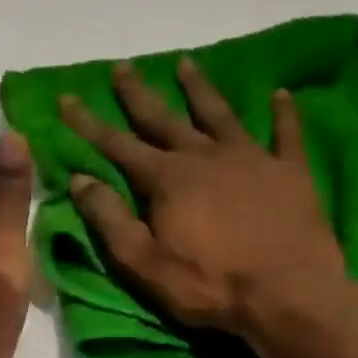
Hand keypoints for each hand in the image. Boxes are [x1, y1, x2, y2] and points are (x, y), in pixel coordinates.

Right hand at [61, 57, 357, 337]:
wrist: (287, 294)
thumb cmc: (208, 285)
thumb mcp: (143, 262)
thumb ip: (110, 219)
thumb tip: (80, 180)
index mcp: (167, 179)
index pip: (117, 144)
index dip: (88, 122)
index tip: (67, 97)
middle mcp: (205, 156)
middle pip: (164, 118)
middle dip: (138, 94)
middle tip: (123, 66)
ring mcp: (251, 159)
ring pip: (220, 114)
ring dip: (200, 89)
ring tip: (186, 63)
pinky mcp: (290, 172)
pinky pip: (286, 134)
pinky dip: (283, 113)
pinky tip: (280, 94)